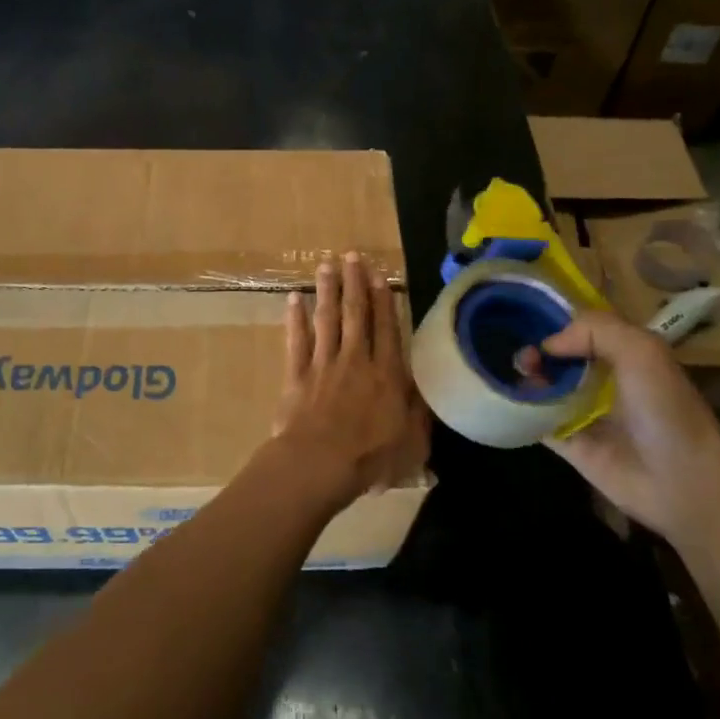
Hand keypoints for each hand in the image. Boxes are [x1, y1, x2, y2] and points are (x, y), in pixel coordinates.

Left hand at [272, 252, 429, 505]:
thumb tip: (426, 394)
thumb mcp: (412, 442)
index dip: (383, 300)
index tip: (378, 275)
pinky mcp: (296, 375)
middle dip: (354, 282)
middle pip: (355, 314)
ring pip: (326, 319)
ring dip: (326, 290)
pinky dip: (295, 319)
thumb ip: (419, 415)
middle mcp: (355, 360)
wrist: (319, 463)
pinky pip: (296, 340)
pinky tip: (293, 299)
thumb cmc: (370, 458)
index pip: (386, 328)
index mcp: (386, 374)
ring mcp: (323, 364)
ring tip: (326, 264)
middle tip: (351, 255)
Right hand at [520, 310, 719, 538]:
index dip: (554, 320)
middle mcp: (600, 379)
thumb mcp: (642, 351)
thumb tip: (547, 344)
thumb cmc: (666, 409)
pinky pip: (534, 419)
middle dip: (534, 349)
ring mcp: (582, 411)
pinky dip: (518, 408)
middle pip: (555, 356)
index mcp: (622, 353)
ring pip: (541, 385)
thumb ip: (595, 329)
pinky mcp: (566, 441)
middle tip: (520, 355)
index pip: (581, 327)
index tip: (527, 317)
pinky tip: (503, 397)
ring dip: (523, 377)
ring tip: (512, 374)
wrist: (681, 480)